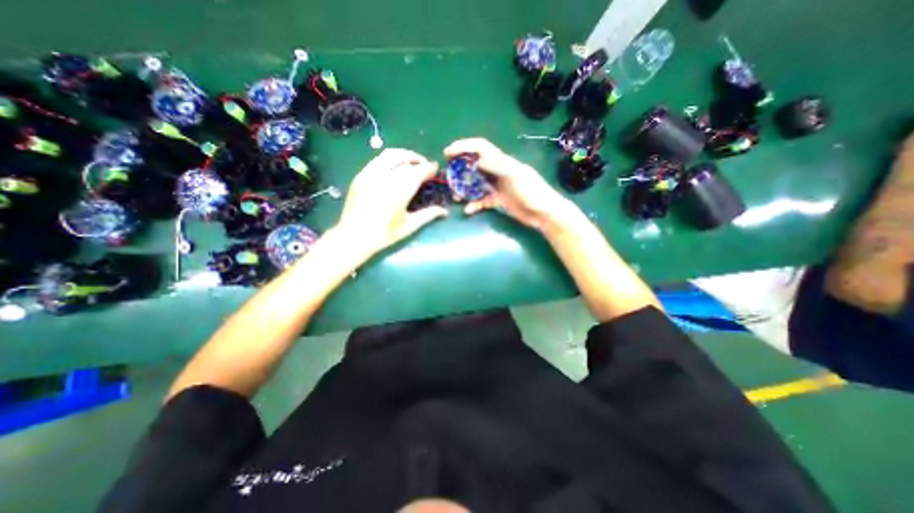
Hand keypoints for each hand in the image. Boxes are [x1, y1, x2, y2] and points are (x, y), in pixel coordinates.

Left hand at [335, 151, 448, 258]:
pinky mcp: (361, 175)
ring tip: (411, 162)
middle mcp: (385, 178)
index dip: (429, 168)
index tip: (435, 168)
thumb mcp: (409, 226)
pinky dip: (390, 159)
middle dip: (418, 160)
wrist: (353, 237)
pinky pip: (378, 160)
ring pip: (390, 154)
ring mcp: (370, 174)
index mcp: (399, 191)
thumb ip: (428, 215)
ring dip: (404, 155)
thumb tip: (444, 211)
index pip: (418, 171)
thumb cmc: (384, 234)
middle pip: (405, 160)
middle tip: (425, 165)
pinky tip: (394, 168)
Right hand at [444, 138, 569, 230]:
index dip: (464, 147)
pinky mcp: (498, 200)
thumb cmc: (533, 191)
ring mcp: (497, 187)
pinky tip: (468, 210)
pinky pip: (482, 200)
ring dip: (465, 189)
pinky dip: (474, 204)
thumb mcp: (516, 175)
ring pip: (476, 184)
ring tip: (455, 195)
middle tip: (448, 175)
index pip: (480, 148)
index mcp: (502, 162)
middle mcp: (497, 172)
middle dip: (460, 169)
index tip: (448, 153)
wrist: (544, 213)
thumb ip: (497, 166)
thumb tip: (476, 160)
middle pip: (474, 165)